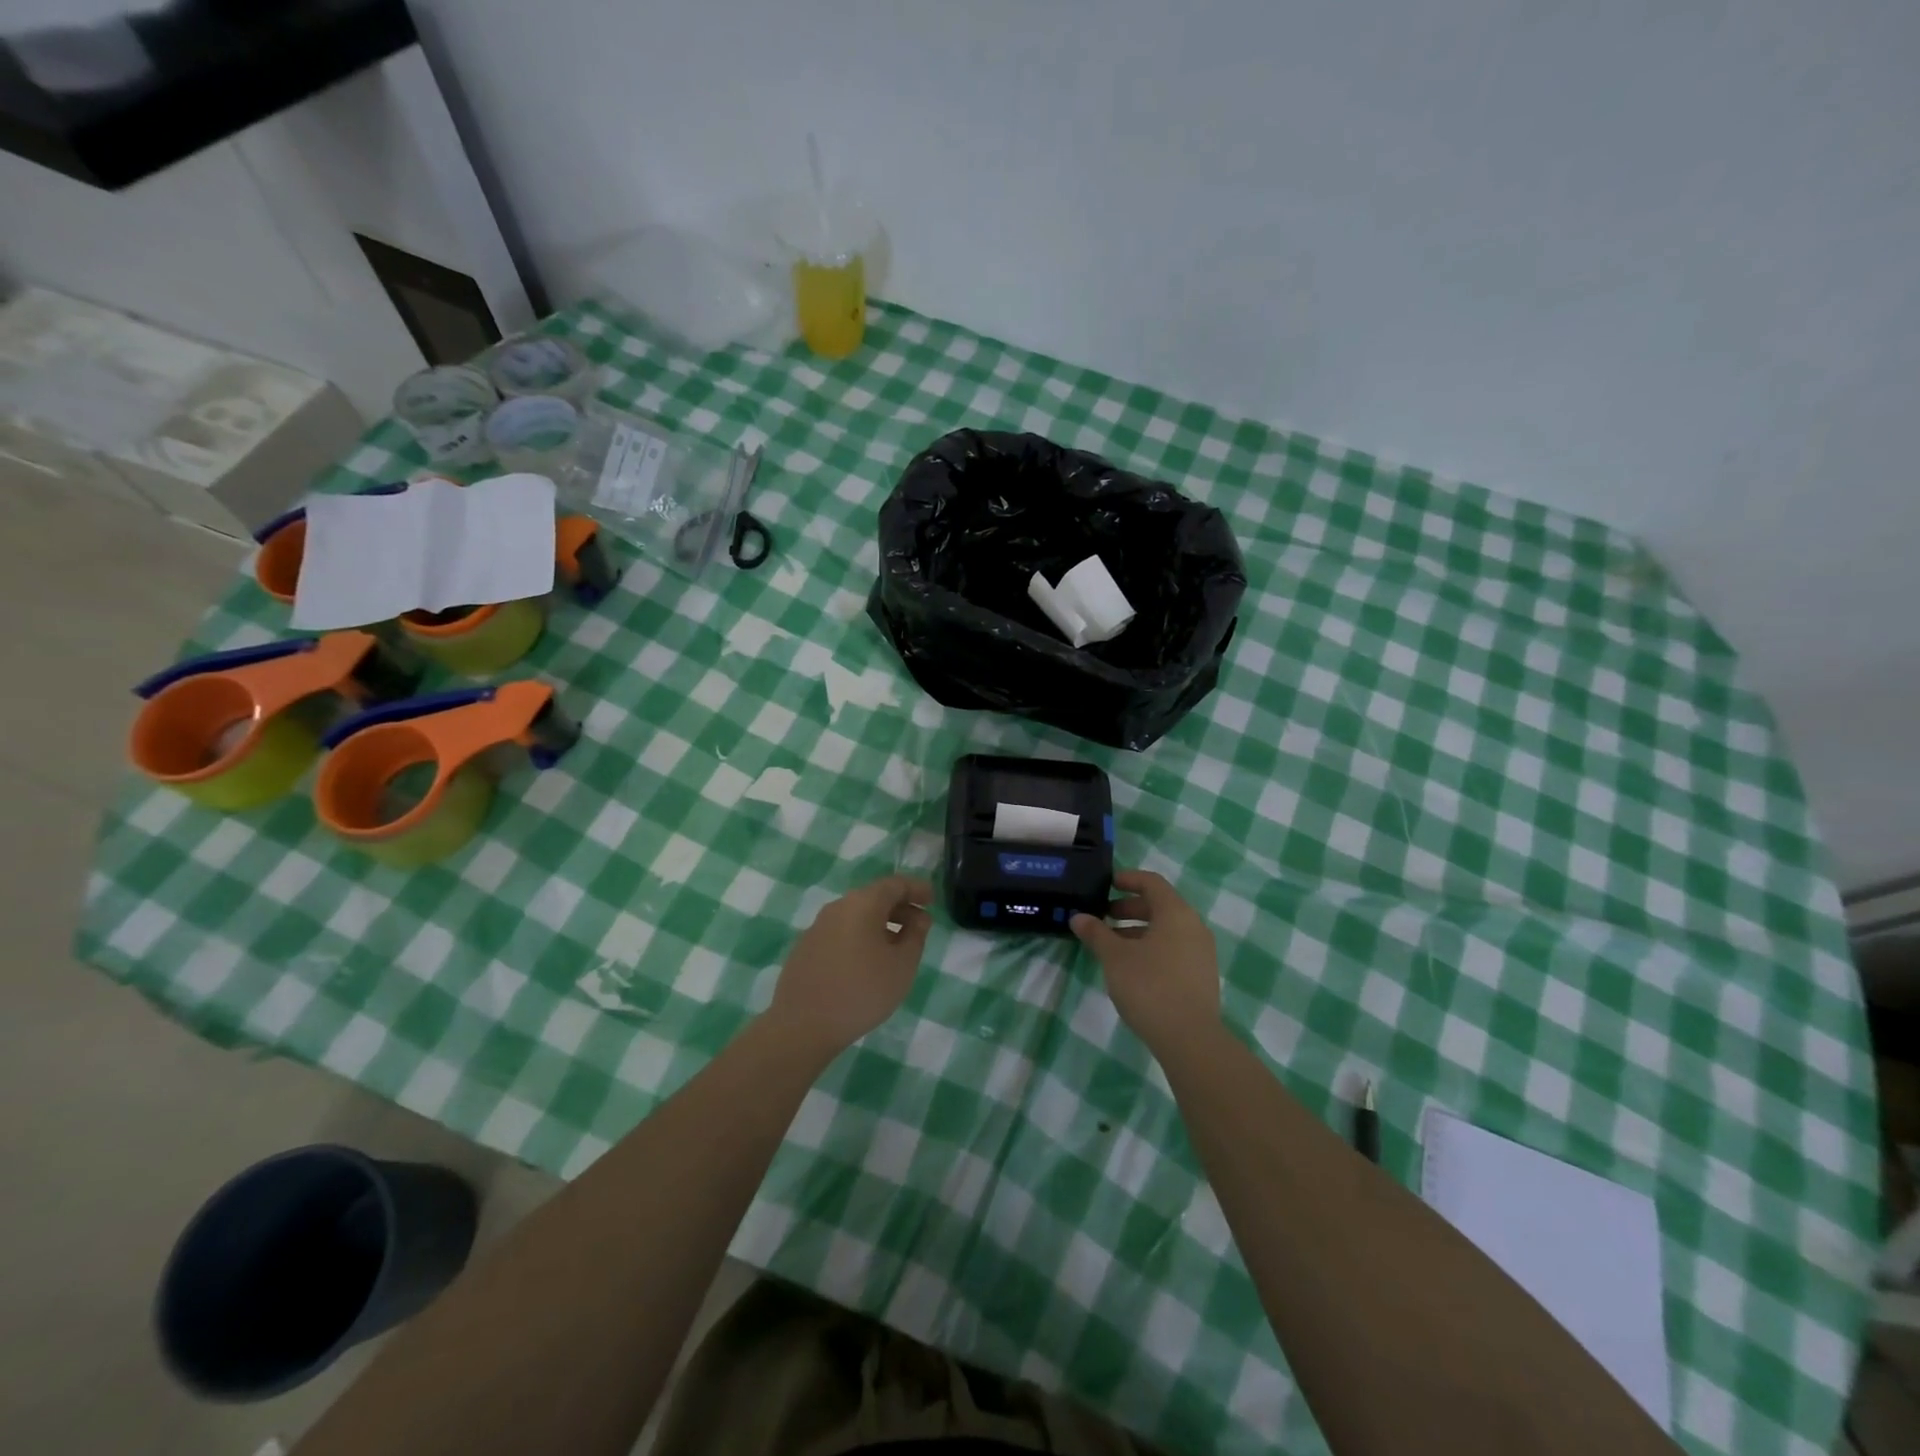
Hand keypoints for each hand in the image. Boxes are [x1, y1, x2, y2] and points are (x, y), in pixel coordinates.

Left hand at [766, 875, 933, 1059]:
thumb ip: (916, 937)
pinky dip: (860, 937)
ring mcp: (817, 927)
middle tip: (920, 927)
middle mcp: (838, 907)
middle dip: (900, 908)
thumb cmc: (861, 991)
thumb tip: (918, 919)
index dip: (917, 889)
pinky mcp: (806, 948)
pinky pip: (841, 932)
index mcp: (862, 904)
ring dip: (880, 924)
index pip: (895, 884)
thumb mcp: (902, 966)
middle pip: (874, 897)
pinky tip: (867, 962)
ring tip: (897, 947)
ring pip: (856, 915)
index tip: (932, 900)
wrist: (802, 1025)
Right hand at [1071, 869, 1220, 1049]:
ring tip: (1111, 945)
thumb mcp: (1115, 957)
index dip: (1128, 879)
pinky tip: (1131, 968)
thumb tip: (1078, 917)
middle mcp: (1193, 926)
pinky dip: (1151, 947)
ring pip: (1166, 930)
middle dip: (1129, 908)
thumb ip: (1096, 933)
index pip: (1152, 882)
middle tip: (1103, 917)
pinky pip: (1174, 949)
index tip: (1106, 884)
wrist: (1190, 1039)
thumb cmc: (1149, 986)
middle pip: (1159, 906)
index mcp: (1175, 913)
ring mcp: (1201, 952)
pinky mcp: (1201, 975)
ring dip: (1138, 930)